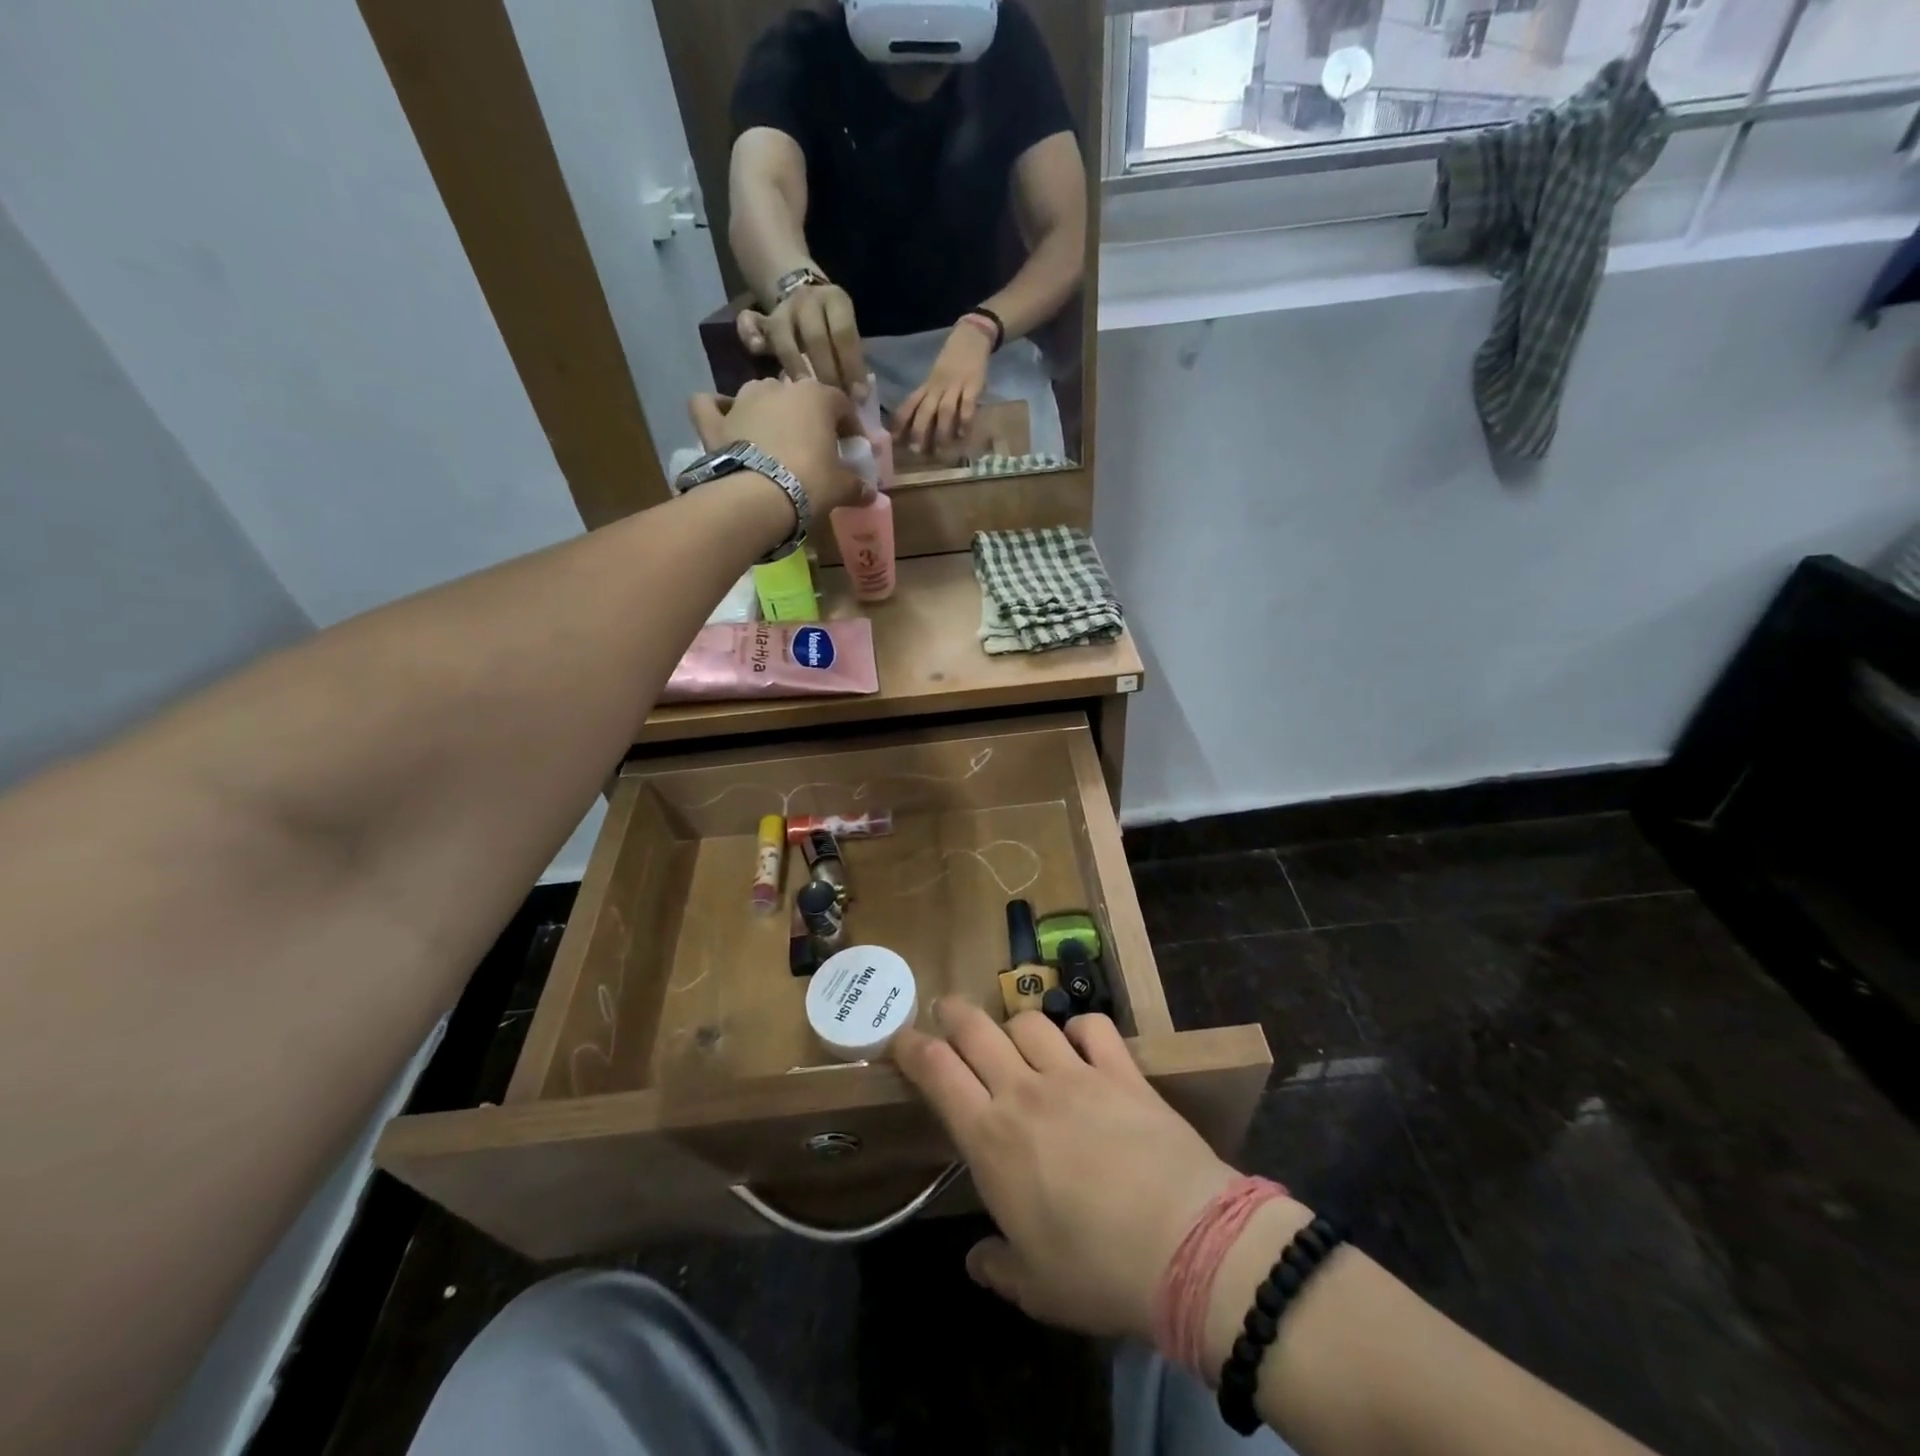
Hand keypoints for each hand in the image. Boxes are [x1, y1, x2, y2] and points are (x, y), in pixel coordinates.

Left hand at [688, 378, 870, 518]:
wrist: (758, 495)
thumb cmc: (810, 482)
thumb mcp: (841, 487)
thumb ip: (857, 486)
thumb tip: (870, 493)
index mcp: (816, 396)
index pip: (841, 404)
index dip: (850, 426)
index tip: (852, 448)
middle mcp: (778, 387)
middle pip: (799, 397)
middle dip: (807, 418)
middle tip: (813, 448)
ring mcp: (743, 400)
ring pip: (759, 394)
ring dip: (768, 410)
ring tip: (774, 439)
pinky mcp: (715, 420)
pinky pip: (709, 405)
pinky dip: (716, 409)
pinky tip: (724, 420)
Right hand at [738, 283, 867, 394]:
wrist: (803, 293)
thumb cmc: (832, 328)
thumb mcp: (846, 334)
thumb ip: (851, 360)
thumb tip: (859, 397)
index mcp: (836, 300)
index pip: (844, 333)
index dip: (851, 366)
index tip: (857, 397)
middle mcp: (808, 300)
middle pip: (815, 337)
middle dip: (826, 372)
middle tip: (831, 400)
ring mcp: (782, 308)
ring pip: (784, 336)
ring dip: (795, 365)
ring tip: (803, 393)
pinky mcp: (762, 319)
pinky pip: (750, 323)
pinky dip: (750, 335)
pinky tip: (758, 350)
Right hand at [892, 1000, 1237, 1341]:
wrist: (1186, 1243)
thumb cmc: (1096, 1271)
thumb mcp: (1036, 1288)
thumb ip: (999, 1267)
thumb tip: (976, 1260)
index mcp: (990, 1139)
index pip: (936, 1072)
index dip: (912, 1048)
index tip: (900, 1039)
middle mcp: (1024, 1092)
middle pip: (975, 1030)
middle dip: (952, 1013)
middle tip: (945, 1009)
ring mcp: (1074, 1074)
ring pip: (1029, 1022)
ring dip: (1014, 1024)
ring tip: (1014, 1036)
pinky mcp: (1121, 1070)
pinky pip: (1093, 1028)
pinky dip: (1080, 1028)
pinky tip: (1080, 1041)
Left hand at [894, 322, 992, 457]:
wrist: (972, 336)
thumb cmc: (952, 361)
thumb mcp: (936, 377)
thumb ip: (928, 397)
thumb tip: (916, 424)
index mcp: (927, 385)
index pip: (909, 404)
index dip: (899, 421)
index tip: (892, 439)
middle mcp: (937, 386)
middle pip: (924, 410)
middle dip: (918, 431)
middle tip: (915, 451)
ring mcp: (955, 385)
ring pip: (944, 410)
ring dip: (941, 431)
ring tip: (941, 450)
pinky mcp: (973, 384)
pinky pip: (967, 404)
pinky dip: (964, 420)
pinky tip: (962, 434)